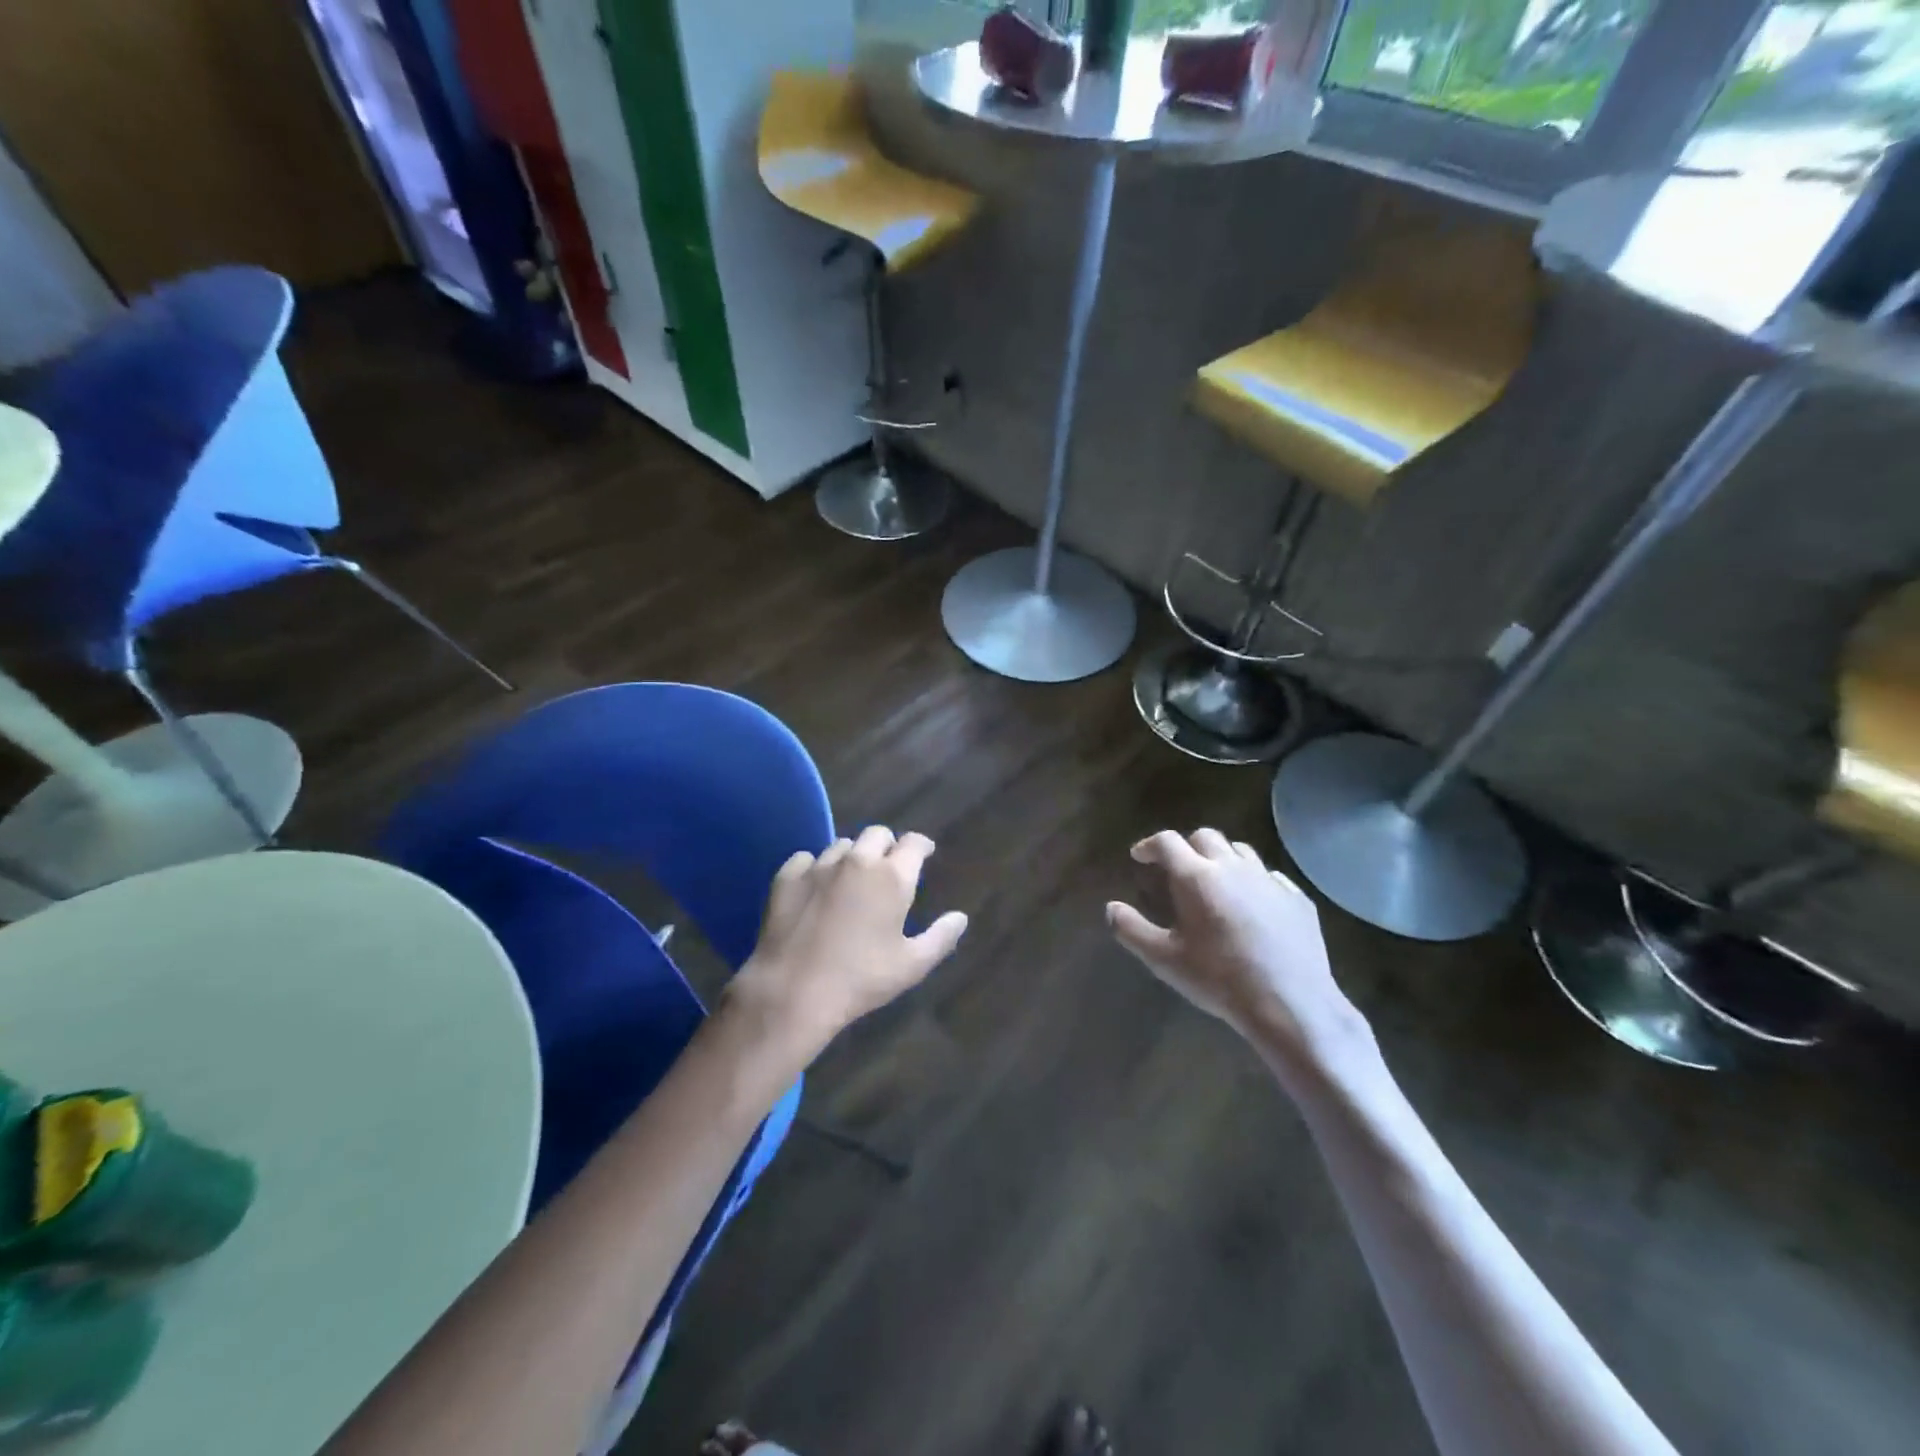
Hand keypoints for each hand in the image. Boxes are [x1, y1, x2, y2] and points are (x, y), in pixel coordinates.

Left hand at [726, 826, 967, 1059]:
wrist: (793, 991)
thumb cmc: (860, 979)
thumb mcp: (911, 966)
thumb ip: (941, 938)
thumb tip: (960, 917)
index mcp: (892, 877)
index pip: (913, 842)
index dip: (921, 846)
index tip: (924, 854)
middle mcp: (857, 861)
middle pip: (877, 834)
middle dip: (887, 845)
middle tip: (887, 867)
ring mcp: (819, 865)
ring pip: (842, 845)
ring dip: (852, 857)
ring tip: (850, 880)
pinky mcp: (787, 876)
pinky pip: (806, 858)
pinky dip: (815, 867)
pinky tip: (815, 888)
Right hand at [1107, 829, 1372, 1079]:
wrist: (1289, 1003)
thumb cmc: (1218, 979)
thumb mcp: (1164, 960)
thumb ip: (1131, 930)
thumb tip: (1111, 908)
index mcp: (1196, 877)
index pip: (1167, 842)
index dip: (1149, 845)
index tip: (1140, 856)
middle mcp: (1232, 867)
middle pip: (1205, 837)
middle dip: (1187, 846)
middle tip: (1177, 867)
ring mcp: (1268, 880)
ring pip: (1240, 850)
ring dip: (1222, 857)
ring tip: (1215, 879)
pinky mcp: (1297, 898)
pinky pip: (1270, 876)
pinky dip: (1254, 880)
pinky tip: (1252, 903)